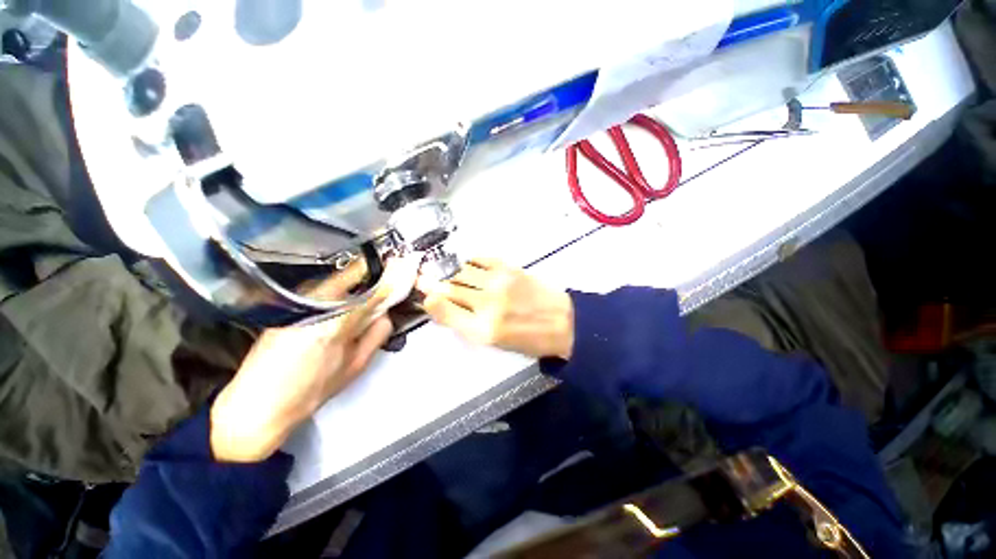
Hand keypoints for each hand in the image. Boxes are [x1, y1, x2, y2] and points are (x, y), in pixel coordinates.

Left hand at [210, 261, 396, 462]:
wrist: (257, 406)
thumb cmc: (310, 391)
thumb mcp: (355, 365)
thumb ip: (376, 335)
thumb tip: (386, 312)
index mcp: (337, 321)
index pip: (371, 288)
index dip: (389, 277)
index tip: (403, 269)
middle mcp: (315, 305)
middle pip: (352, 276)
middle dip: (372, 277)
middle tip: (387, 282)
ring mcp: (296, 304)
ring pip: (336, 281)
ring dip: (355, 283)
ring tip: (366, 295)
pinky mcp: (286, 307)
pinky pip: (321, 290)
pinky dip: (338, 291)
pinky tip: (342, 304)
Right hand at [418, 258, 573, 359]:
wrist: (562, 322)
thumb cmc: (527, 338)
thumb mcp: (492, 341)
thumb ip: (464, 323)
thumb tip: (440, 303)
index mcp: (482, 330)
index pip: (442, 310)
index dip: (430, 301)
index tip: (426, 296)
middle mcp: (487, 304)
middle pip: (448, 288)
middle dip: (436, 285)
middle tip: (427, 280)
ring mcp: (498, 282)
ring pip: (460, 272)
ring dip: (453, 275)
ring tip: (454, 279)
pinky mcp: (509, 267)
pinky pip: (478, 259)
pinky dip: (469, 263)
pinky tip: (470, 269)